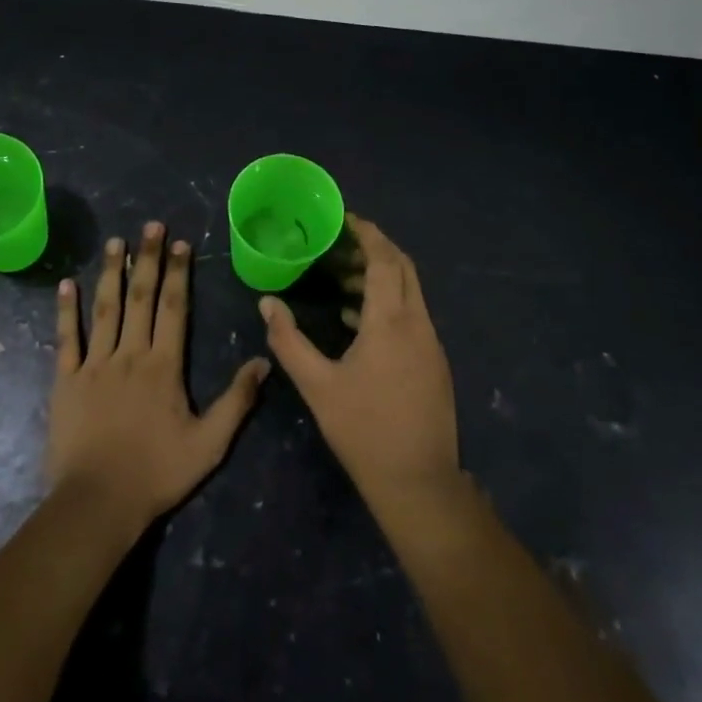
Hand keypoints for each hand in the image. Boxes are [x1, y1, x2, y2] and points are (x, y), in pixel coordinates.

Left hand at [49, 221, 271, 530]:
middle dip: (147, 259)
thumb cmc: (157, 472)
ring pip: (104, 309)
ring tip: (114, 242)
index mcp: (164, 365)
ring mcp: (94, 364)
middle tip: (151, 225)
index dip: (179, 273)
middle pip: (141, 297)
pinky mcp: (66, 380)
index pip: (174, 308)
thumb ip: (236, 401)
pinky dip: (66, 311)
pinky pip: (67, 339)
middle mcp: (130, 354)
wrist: (98, 502)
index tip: (181, 243)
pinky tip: (66, 285)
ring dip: (110, 273)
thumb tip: (263, 361)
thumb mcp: (209, 444)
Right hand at [260, 214, 458, 501]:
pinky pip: (413, 314)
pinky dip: (388, 302)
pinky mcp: (434, 362)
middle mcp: (418, 323)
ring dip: (380, 276)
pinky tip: (357, 321)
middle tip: (339, 244)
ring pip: (410, 291)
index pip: (384, 259)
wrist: (418, 481)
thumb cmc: (363, 429)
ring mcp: (431, 343)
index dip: (367, 234)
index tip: (344, 219)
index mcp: (391, 321)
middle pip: (403, 267)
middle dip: (374, 248)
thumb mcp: (317, 385)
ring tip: (341, 279)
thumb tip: (267, 303)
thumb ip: (288, 341)